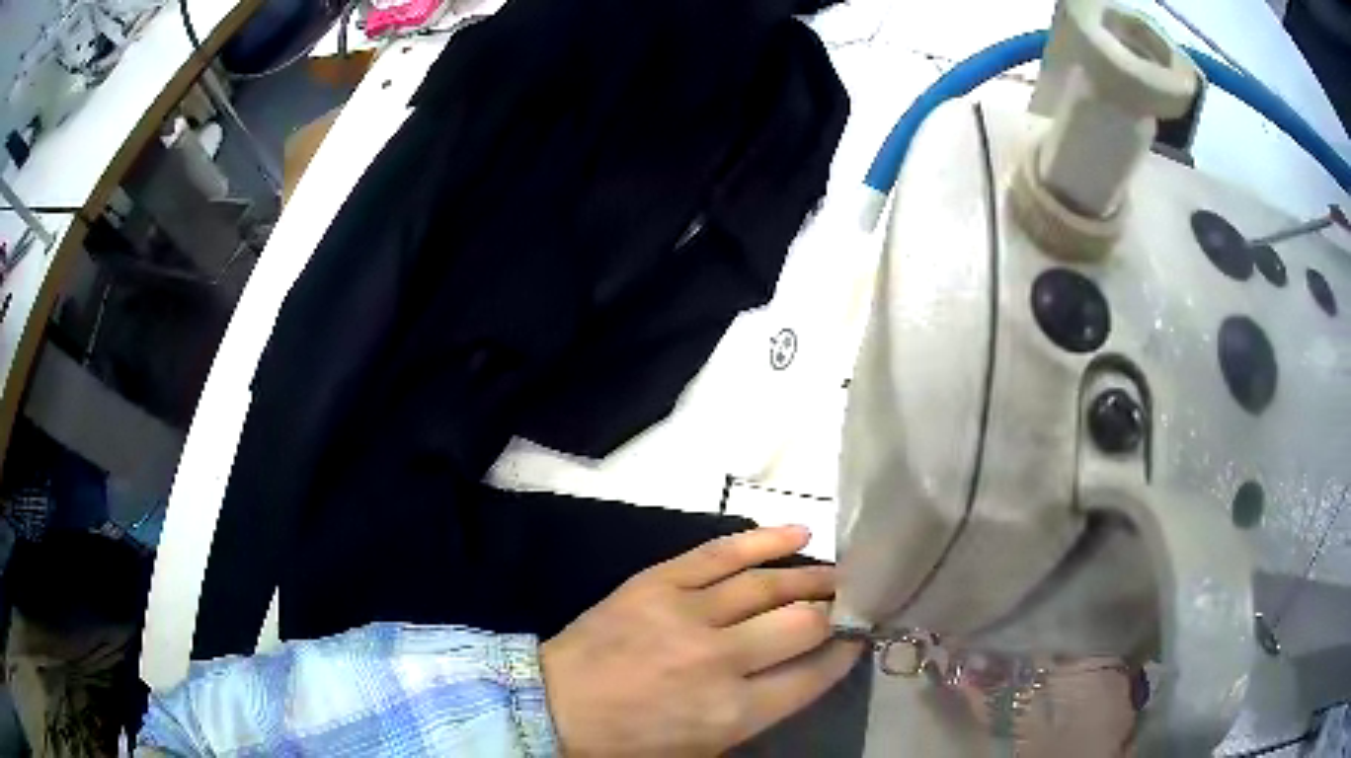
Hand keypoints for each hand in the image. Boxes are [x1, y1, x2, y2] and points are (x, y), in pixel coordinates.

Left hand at [539, 525, 862, 755]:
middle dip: (835, 612)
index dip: (843, 654)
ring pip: (767, 585)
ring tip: (838, 573)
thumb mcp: (706, 747)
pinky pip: (721, 553)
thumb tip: (808, 667)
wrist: (556, 706)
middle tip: (851, 603)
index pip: (812, 675)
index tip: (857, 639)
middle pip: (800, 624)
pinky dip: (764, 540)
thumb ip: (761, 710)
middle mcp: (719, 661)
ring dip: (811, 576)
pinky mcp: (658, 583)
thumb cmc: (633, 741)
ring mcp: (686, 615)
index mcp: (732, 713)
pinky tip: (798, 533)